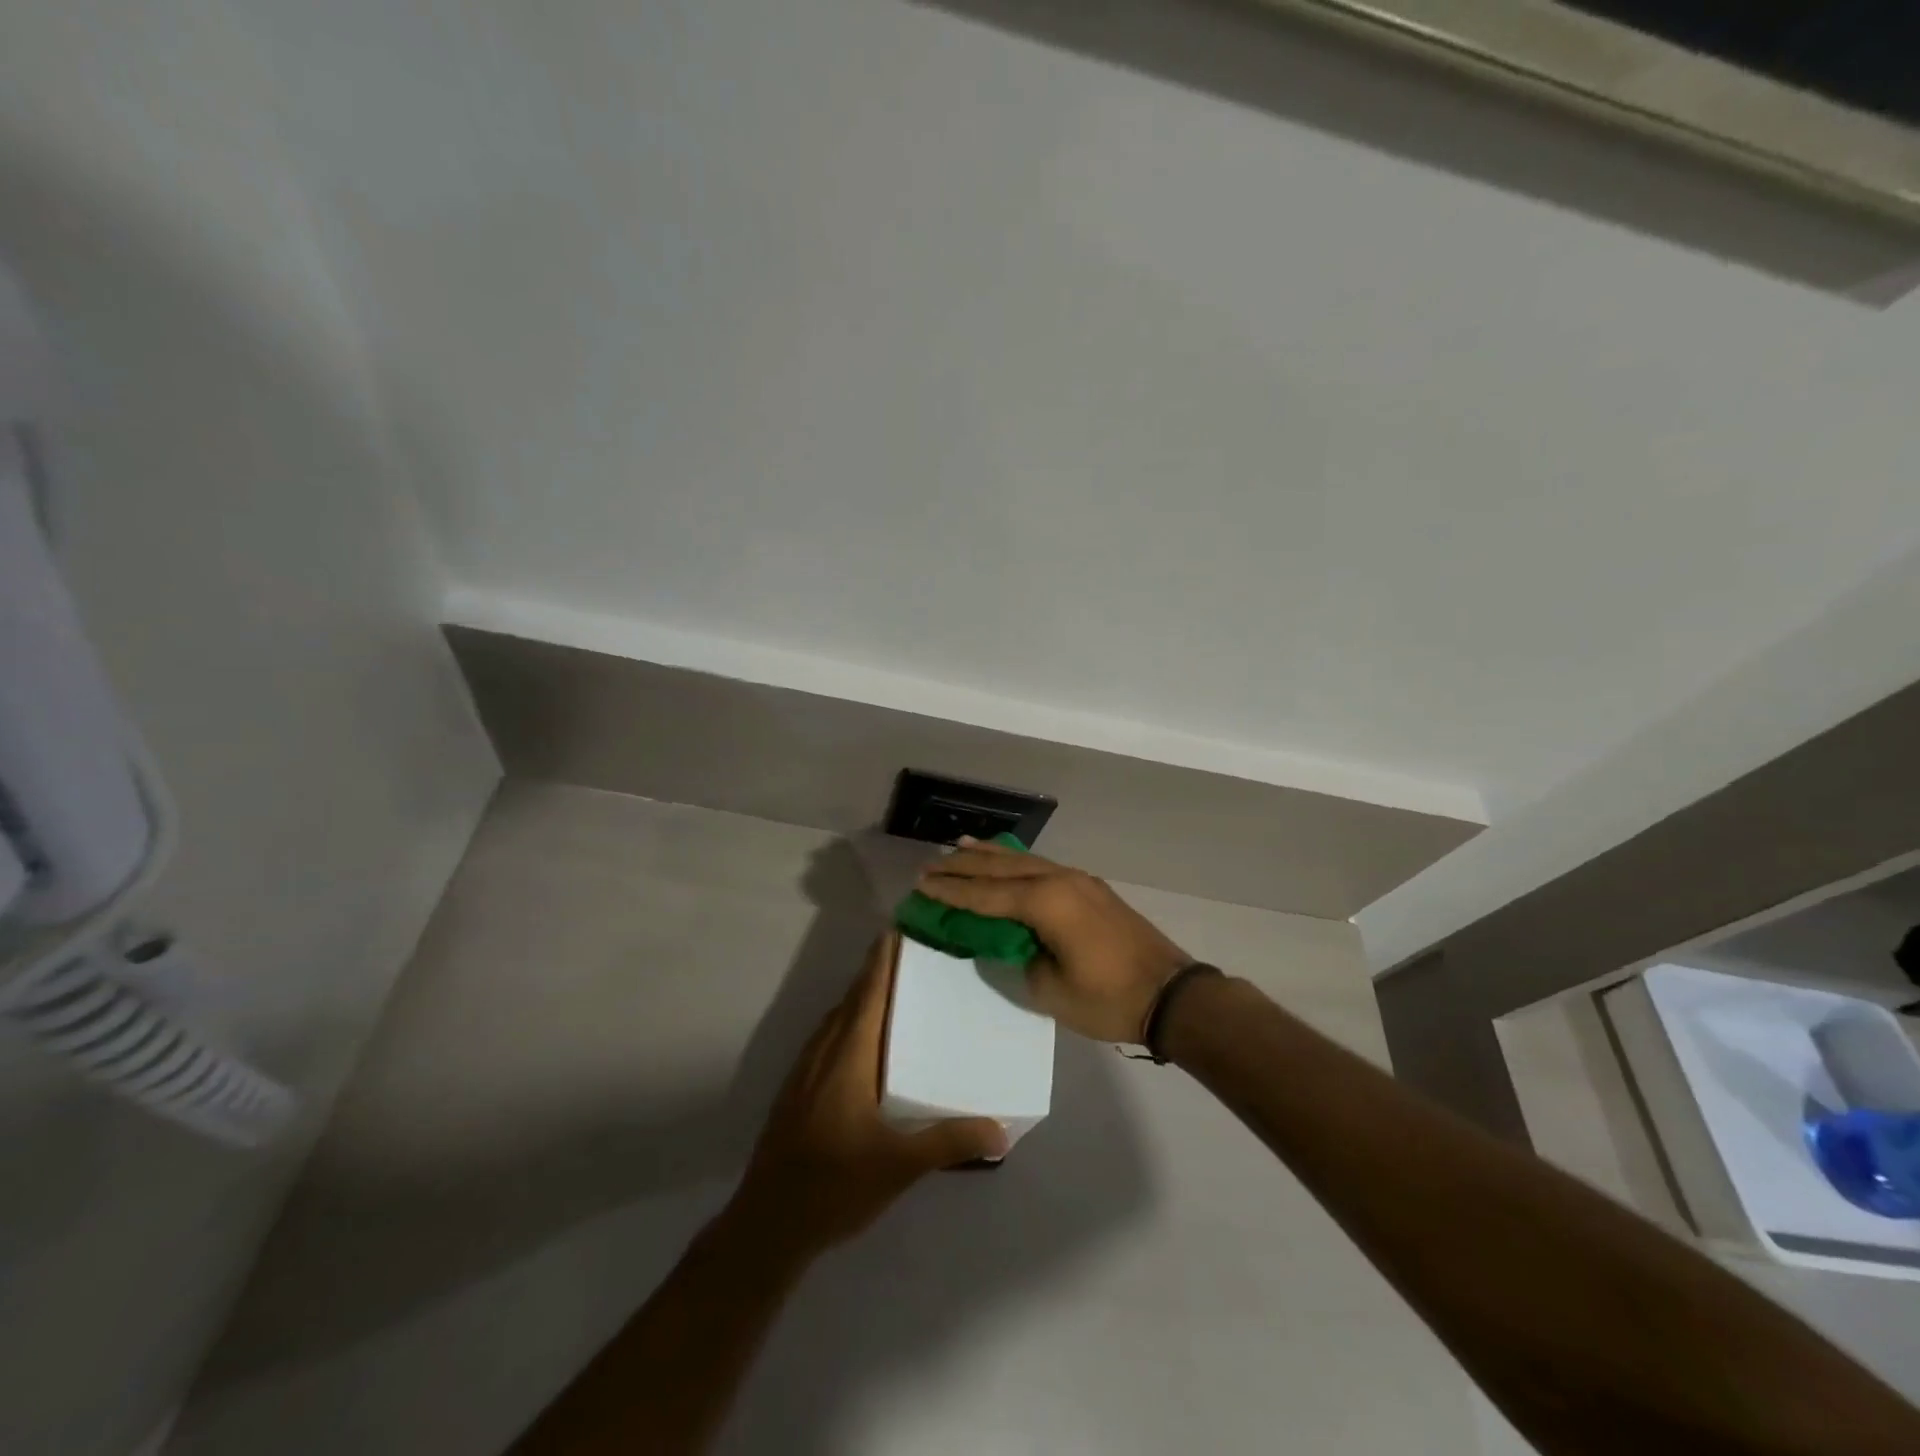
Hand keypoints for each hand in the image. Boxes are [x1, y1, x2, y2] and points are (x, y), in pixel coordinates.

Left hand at [729, 932, 1007, 1257]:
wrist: (767, 1224)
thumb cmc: (835, 1184)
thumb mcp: (899, 1165)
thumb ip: (949, 1142)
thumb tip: (1000, 1129)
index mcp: (848, 1056)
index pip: (868, 994)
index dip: (881, 961)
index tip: (897, 929)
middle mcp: (823, 1052)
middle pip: (851, 1000)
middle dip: (875, 974)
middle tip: (909, 957)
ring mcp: (804, 1071)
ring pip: (835, 1020)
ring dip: (860, 999)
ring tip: (892, 993)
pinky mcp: (795, 1092)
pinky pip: (826, 1040)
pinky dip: (847, 1025)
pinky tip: (863, 1046)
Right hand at [915, 838, 1189, 1042]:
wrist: (1172, 994)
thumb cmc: (1108, 999)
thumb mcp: (1050, 990)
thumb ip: (1020, 958)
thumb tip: (1009, 941)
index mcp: (1045, 903)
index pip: (985, 895)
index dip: (951, 892)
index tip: (920, 885)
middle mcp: (1058, 880)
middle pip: (1000, 868)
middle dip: (963, 866)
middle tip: (929, 864)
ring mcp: (1078, 880)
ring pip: (1022, 860)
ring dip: (989, 855)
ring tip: (959, 846)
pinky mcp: (1090, 888)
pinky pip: (1041, 866)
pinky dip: (1015, 862)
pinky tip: (1007, 861)